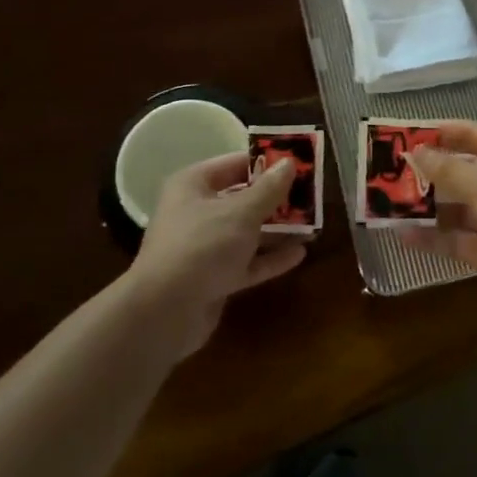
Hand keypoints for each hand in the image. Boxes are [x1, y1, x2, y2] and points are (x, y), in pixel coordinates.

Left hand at [127, 152, 307, 354]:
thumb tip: (289, 163)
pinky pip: (246, 262)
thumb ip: (269, 189)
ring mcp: (204, 247)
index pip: (234, 164)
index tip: (298, 163)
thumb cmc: (202, 246)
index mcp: (194, 185)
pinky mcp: (213, 279)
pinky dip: (270, 258)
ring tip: (312, 224)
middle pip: (242, 198)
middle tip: (311, 195)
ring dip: (277, 229)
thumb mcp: (241, 212)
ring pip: (247, 232)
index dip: (266, 162)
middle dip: (276, 199)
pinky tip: (300, 254)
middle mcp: (196, 212)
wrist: (164, 313)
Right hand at [398, 121, 476, 325]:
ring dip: (427, 206)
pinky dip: (432, 238)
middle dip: (431, 172)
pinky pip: (457, 241)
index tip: (409, 132)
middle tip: (390, 169)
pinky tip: (402, 234)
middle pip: (465, 173)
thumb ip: (449, 170)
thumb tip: (416, 152)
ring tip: (388, 201)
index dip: (445, 133)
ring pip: (458, 209)